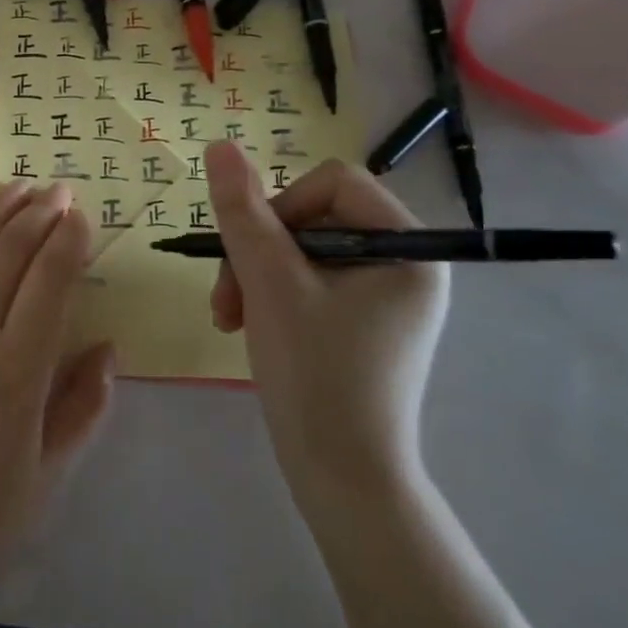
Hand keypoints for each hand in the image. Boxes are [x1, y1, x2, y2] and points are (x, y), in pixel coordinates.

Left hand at [0, 182, 114, 619]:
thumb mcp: (44, 481)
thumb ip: (80, 409)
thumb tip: (107, 349)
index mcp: (16, 371)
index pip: (50, 282)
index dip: (68, 241)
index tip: (80, 215)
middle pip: (8, 253)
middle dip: (38, 214)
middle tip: (56, 189)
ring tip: (15, 186)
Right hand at [205, 140, 448, 520]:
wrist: (342, 481)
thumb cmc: (316, 375)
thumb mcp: (271, 284)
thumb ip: (244, 212)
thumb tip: (220, 145)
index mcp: (407, 248)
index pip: (333, 183)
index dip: (280, 206)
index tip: (250, 253)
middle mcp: (404, 265)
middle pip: (313, 217)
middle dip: (259, 252)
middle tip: (227, 298)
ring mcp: (383, 296)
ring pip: (300, 250)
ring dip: (255, 275)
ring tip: (228, 316)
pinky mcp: (360, 322)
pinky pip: (306, 281)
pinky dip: (270, 295)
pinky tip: (246, 325)